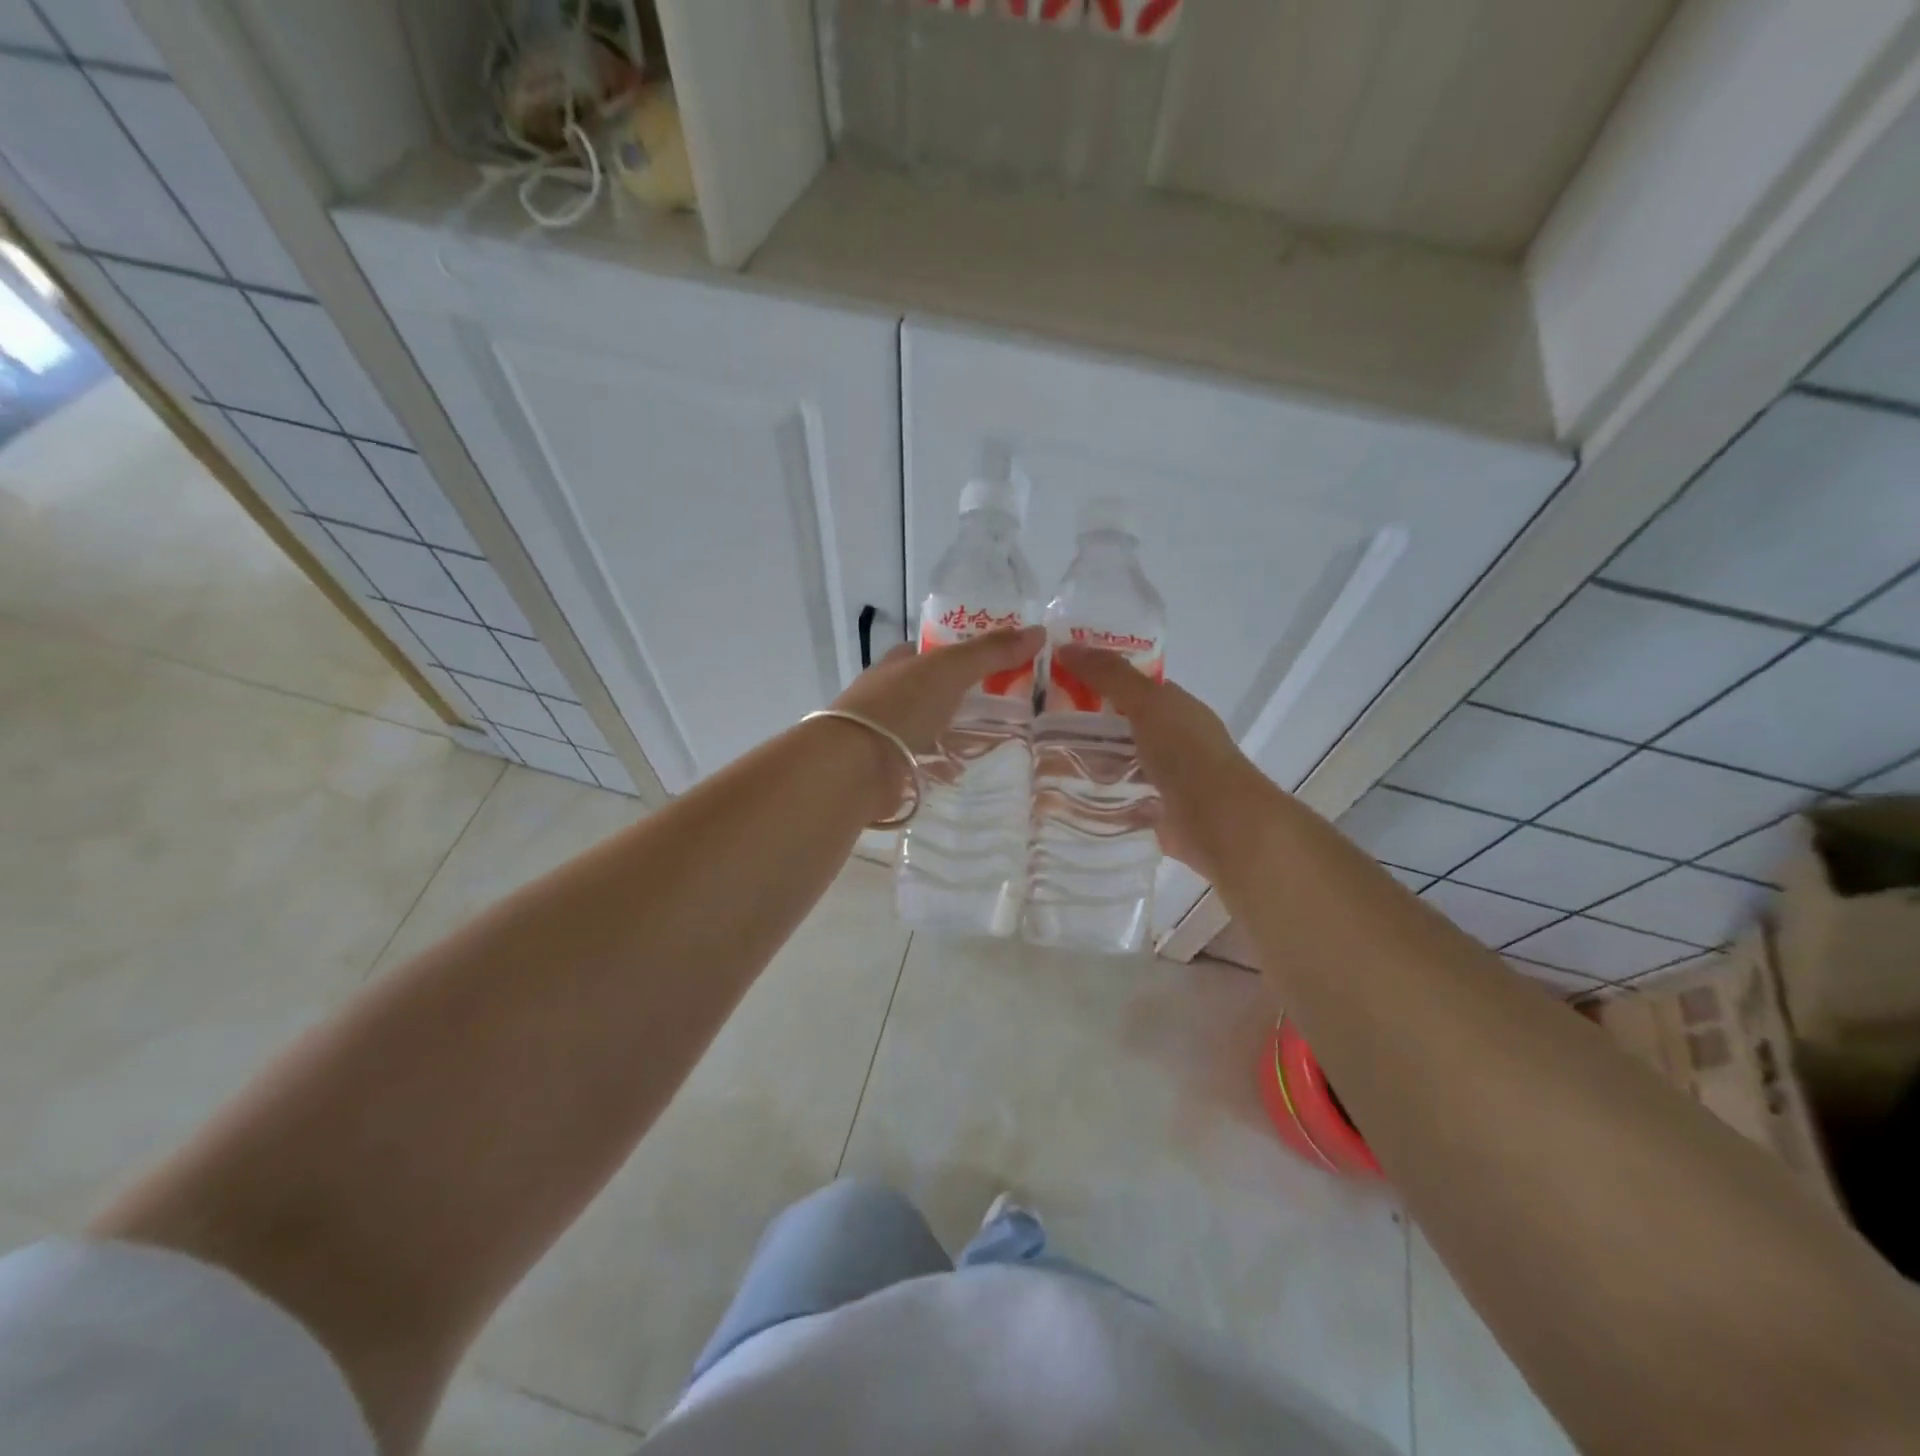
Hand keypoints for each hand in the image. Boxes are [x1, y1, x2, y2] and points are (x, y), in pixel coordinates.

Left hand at [825, 626, 1045, 815]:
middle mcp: (890, 693)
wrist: (856, 763)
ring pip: (930, 724)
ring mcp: (888, 731)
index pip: (933, 650)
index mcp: (898, 662)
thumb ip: (991, 652)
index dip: (964, 650)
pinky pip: (926, 758)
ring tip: (1000, 736)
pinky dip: (945, 760)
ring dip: (956, 728)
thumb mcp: (950, 668)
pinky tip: (969, 766)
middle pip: (934, 688)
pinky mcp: (891, 765)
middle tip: (1009, 702)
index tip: (999, 661)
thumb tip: (1038, 631)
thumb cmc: (901, 704)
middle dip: (964, 693)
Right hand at [1053, 645, 1268, 880]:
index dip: (1096, 681)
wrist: (1219, 822)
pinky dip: (1095, 799)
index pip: (1132, 688)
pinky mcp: (1153, 814)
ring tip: (1040, 763)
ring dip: (1087, 764)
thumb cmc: (1187, 753)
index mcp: (1176, 708)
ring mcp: (1163, 780)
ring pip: (1117, 765)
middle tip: (1037, 726)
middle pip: (1121, 727)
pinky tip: (1063, 798)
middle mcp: (1172, 741)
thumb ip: (1110, 676)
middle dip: (1084, 726)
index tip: (1056, 683)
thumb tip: (1067, 646)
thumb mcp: (1148, 703)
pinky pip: (1117, 800)